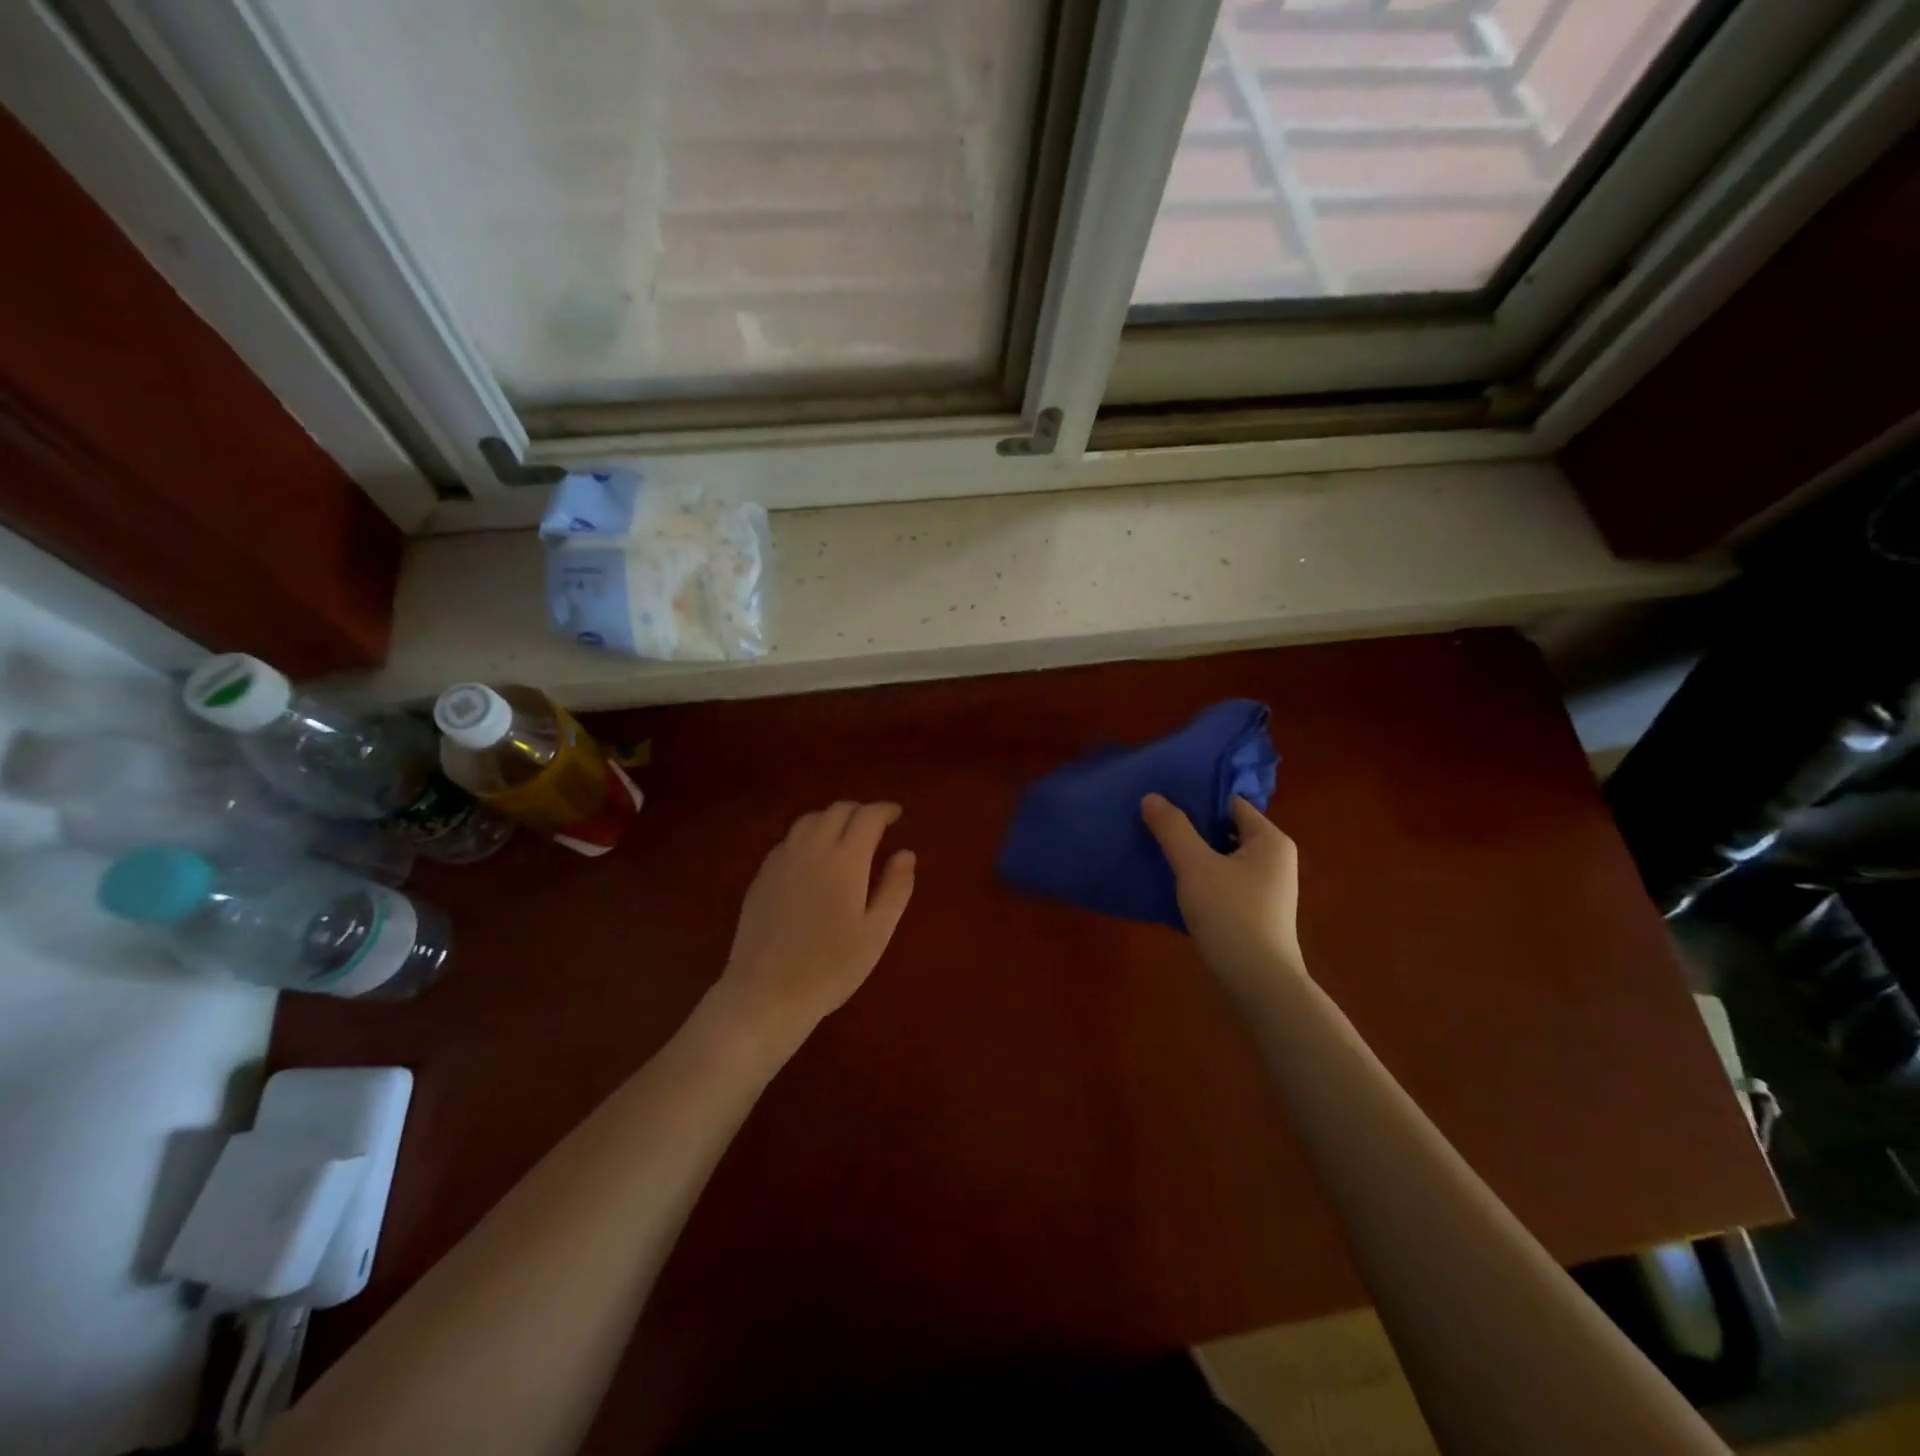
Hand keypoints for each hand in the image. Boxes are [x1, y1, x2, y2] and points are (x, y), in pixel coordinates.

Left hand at [707, 801, 915, 1057]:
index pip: (867, 817)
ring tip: (845, 836)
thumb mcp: (876, 933)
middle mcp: (811, 848)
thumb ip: (895, 888)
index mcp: (845, 860)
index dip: (884, 810)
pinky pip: (789, 840)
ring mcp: (782, 860)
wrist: (767, 993)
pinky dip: (809, 836)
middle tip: (875, 826)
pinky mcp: (762, 875)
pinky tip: (814, 858)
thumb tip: (906, 853)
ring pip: (810, 820)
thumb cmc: (831, 967)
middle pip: (837, 811)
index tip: (897, 814)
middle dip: (860, 812)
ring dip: (832, 819)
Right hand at [1141, 794, 1304, 1009]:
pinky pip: (1223, 881)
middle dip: (1190, 827)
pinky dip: (1201, 878)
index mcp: (1269, 839)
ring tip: (1155, 849)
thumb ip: (1173, 828)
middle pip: (1225, 829)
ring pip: (1222, 857)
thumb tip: (1151, 797)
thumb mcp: (1195, 866)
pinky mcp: (1255, 911)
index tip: (1161, 798)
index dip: (1195, 797)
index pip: (1229, 803)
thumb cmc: (1231, 915)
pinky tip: (1173, 884)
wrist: (1259, 983)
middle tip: (1152, 822)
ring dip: (1192, 854)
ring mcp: (1267, 887)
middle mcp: (1274, 858)